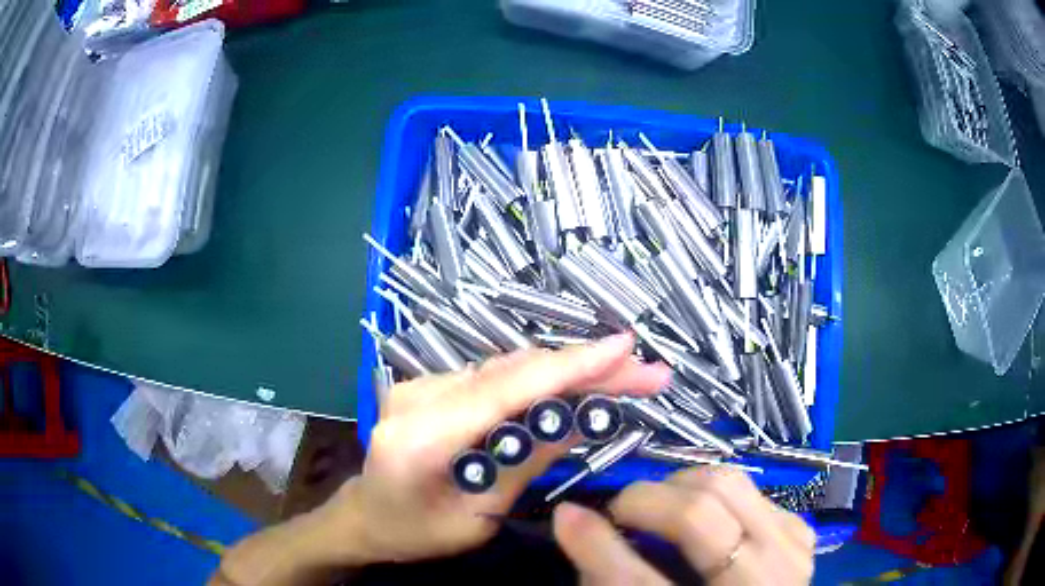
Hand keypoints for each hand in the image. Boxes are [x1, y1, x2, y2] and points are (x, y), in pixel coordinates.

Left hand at [318, 332, 670, 563]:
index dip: (570, 366)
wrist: (367, 515)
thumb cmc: (417, 531)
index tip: (626, 349)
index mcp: (422, 437)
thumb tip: (581, 419)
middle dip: (585, 368)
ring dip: (567, 371)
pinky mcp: (431, 384)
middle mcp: (418, 396)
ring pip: (508, 368)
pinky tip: (575, 385)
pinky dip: (539, 379)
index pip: (507, 390)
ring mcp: (421, 384)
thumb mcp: (478, 515)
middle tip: (644, 372)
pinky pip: (495, 376)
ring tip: (622, 376)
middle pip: (514, 371)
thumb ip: (524, 464)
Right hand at [553, 467, 815, 584]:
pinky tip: (705, 517)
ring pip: (729, 483)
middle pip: (700, 510)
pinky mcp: (800, 527)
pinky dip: (715, 495)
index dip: (599, 547)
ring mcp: (792, 546)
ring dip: (681, 488)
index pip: (642, 582)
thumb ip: (608, 577)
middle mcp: (767, 577)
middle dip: (647, 501)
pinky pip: (751, 489)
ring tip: (663, 509)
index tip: (568, 515)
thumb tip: (576, 522)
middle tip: (623, 513)